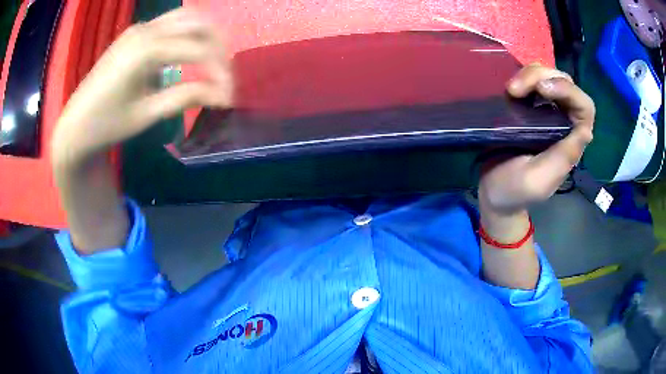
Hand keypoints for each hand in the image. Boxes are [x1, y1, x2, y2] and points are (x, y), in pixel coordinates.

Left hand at [51, 8, 231, 167]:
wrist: (76, 125)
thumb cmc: (107, 125)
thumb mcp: (147, 114)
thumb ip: (186, 98)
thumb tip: (223, 96)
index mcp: (146, 50)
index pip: (199, 50)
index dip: (220, 72)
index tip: (229, 96)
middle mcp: (146, 30)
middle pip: (199, 23)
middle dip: (219, 46)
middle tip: (224, 74)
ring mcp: (140, 28)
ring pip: (186, 17)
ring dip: (205, 35)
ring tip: (212, 61)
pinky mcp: (135, 33)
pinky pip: (171, 23)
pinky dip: (187, 34)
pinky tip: (187, 53)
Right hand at [478, 63, 594, 216]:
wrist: (491, 188)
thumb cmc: (513, 189)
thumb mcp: (538, 180)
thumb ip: (563, 158)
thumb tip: (586, 130)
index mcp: (572, 142)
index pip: (584, 107)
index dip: (568, 91)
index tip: (541, 90)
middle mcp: (564, 122)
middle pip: (566, 83)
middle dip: (543, 77)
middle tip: (514, 89)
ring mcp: (547, 111)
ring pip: (549, 76)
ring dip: (531, 75)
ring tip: (510, 89)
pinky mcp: (531, 105)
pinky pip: (533, 80)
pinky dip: (523, 76)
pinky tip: (510, 89)